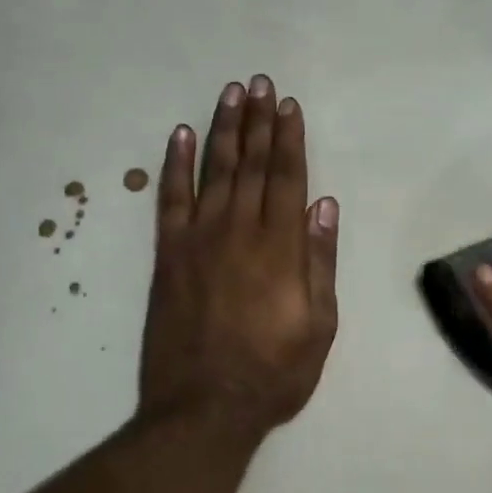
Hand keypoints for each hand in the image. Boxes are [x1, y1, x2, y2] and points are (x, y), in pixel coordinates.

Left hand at [138, 76, 339, 436]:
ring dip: (223, 129)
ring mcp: (199, 239)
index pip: (287, 177)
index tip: (288, 105)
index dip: (289, 138)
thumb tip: (324, 205)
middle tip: (259, 82)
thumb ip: (320, 261)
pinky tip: (179, 135)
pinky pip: (170, 199)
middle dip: (258, 120)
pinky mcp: (168, 255)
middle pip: (252, 163)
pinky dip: (174, 164)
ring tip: (230, 93)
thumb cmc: (273, 371)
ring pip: (215, 170)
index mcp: (280, 247)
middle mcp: (240, 230)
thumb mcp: (319, 325)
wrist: (203, 410)